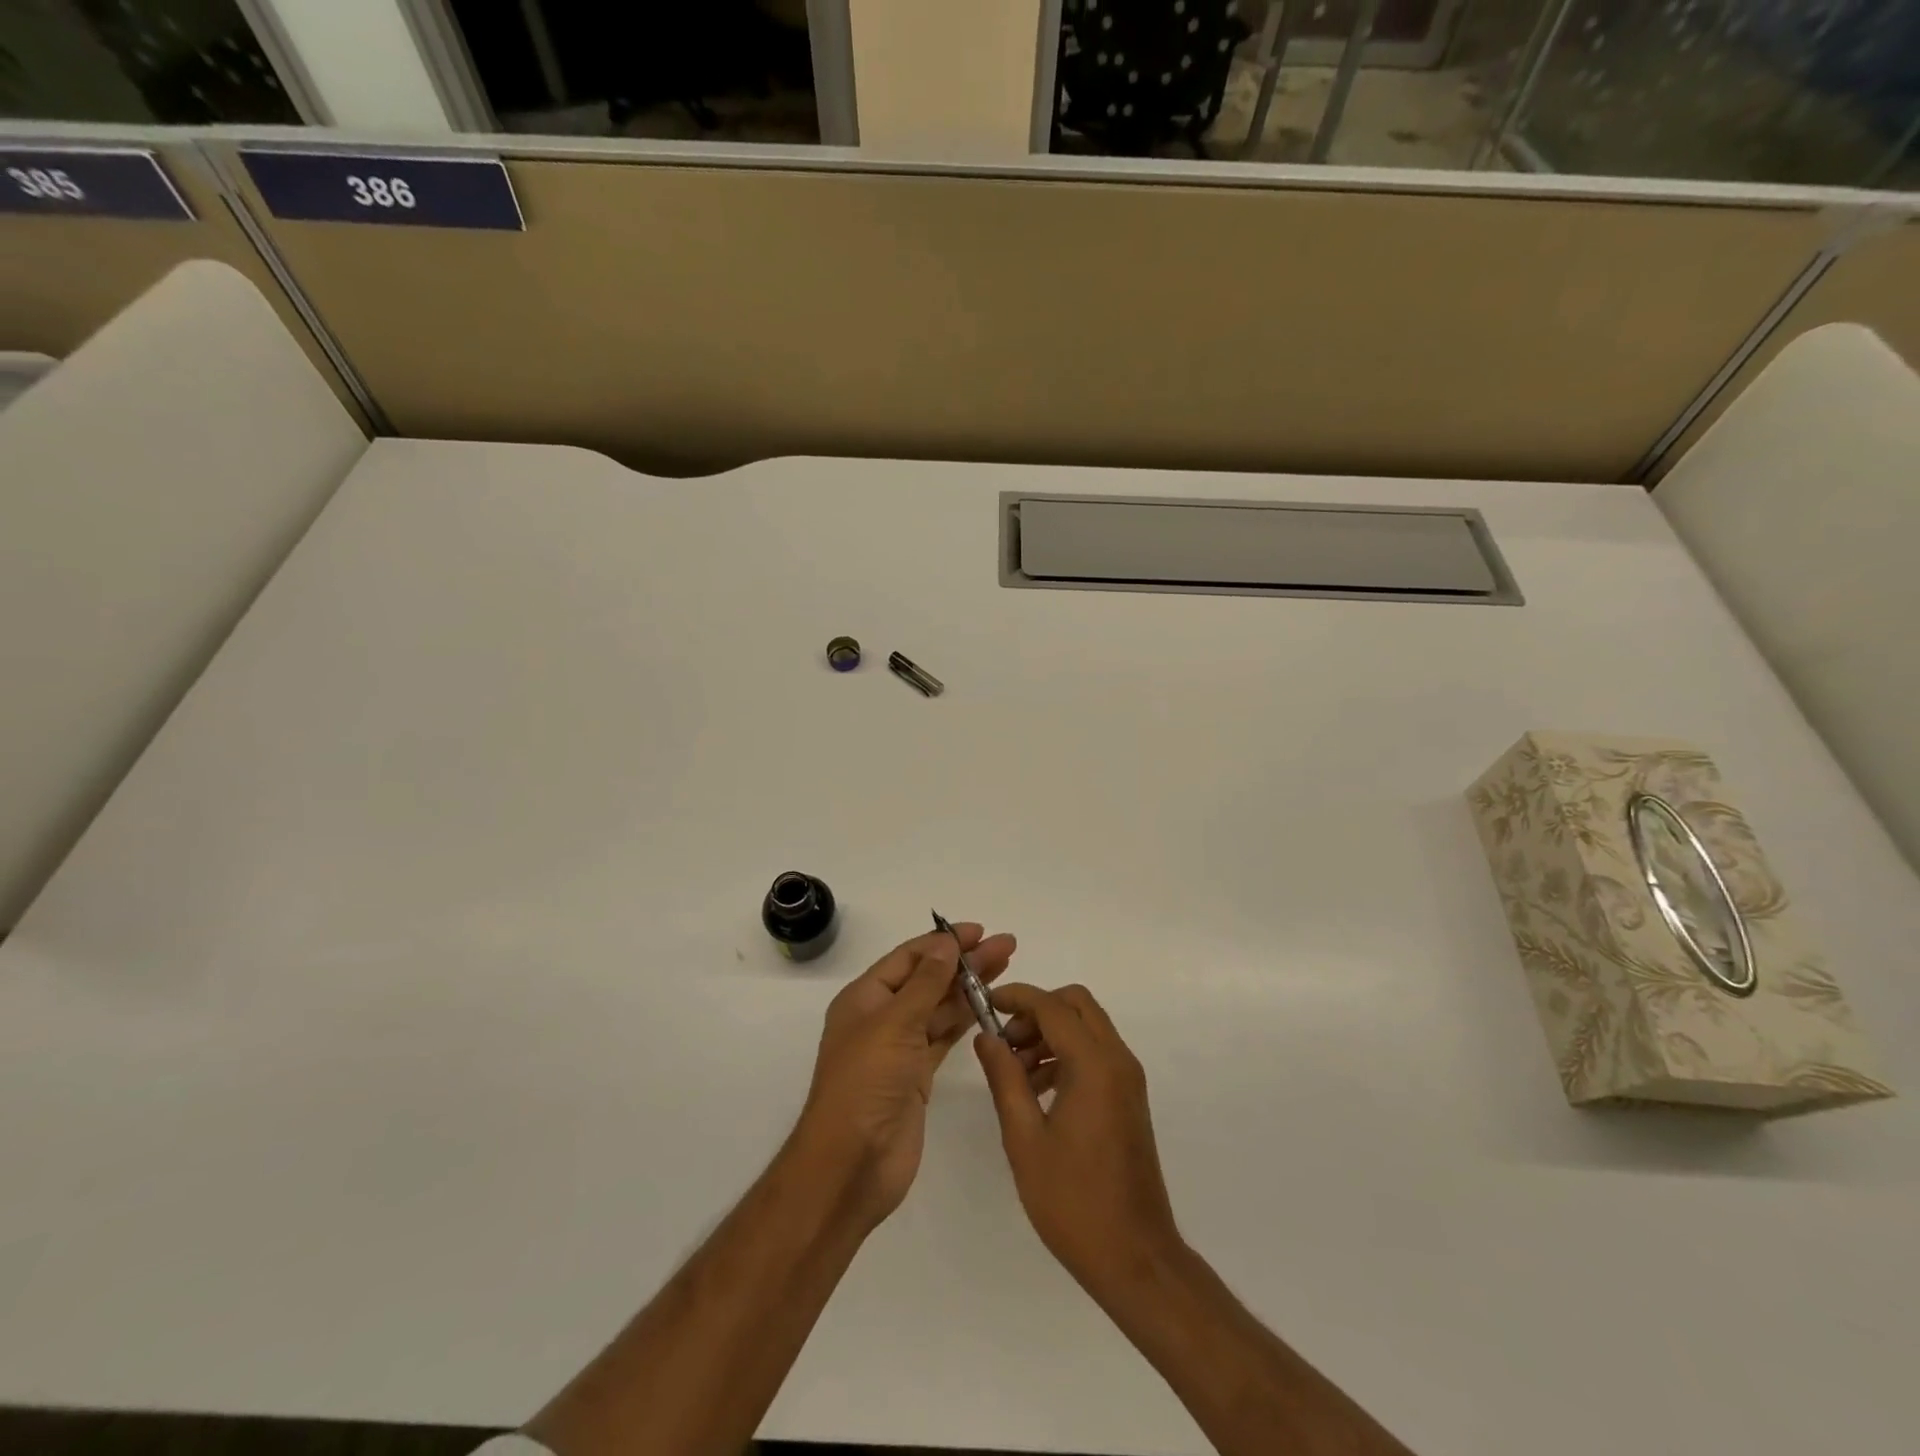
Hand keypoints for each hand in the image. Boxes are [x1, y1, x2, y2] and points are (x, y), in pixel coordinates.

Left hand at [795, 922, 1017, 1229]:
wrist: (852, 1164)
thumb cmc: (866, 1083)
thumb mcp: (894, 1023)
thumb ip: (925, 982)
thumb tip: (946, 942)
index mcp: (865, 998)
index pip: (909, 958)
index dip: (943, 942)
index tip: (979, 931)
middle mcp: (881, 1017)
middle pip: (928, 980)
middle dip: (965, 962)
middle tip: (1007, 946)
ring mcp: (899, 1048)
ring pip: (939, 1008)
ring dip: (969, 988)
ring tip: (1006, 968)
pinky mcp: (917, 1076)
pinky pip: (944, 1037)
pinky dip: (965, 1021)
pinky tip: (989, 1007)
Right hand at [974, 984, 1182, 1301]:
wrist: (1135, 1257)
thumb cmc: (1073, 1201)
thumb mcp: (1025, 1139)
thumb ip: (1004, 1079)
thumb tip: (986, 1037)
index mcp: (1094, 1065)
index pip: (1052, 1006)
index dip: (1017, 997)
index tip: (985, 1004)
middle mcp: (1118, 1060)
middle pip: (1077, 1005)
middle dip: (1037, 1011)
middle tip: (1005, 1042)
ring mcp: (1128, 1079)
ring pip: (1088, 1027)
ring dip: (1051, 1033)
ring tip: (1016, 1073)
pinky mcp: (1129, 1098)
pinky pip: (1096, 1053)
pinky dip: (1067, 1054)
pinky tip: (1039, 1091)